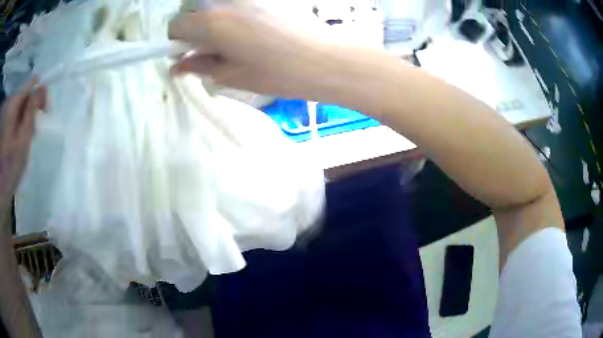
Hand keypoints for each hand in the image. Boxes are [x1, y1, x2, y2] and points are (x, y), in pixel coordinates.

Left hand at [0, 81, 46, 209]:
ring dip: (30, 114)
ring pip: (23, 103)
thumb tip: (43, 87)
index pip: (30, 83)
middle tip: (39, 122)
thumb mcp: (23, 138)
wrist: (2, 186)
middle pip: (26, 92)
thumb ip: (31, 110)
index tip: (44, 106)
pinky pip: (19, 113)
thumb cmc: (11, 165)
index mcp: (13, 105)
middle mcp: (11, 104)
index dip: (39, 89)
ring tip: (31, 133)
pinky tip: (25, 135)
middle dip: (34, 103)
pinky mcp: (9, 123)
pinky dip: (24, 120)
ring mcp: (9, 114)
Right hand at [168, 9, 345, 97]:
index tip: (188, 52)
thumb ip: (199, 66)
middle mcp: (225, 0)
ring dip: (216, 17)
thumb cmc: (276, 72)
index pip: (175, 25)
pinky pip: (237, 3)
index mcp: (210, 22)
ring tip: (237, 37)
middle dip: (196, 27)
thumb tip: (177, 66)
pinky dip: (235, 11)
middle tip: (214, 46)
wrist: (324, 58)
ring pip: (216, 3)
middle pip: (194, 9)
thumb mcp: (231, 75)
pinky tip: (254, 26)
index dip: (178, 41)